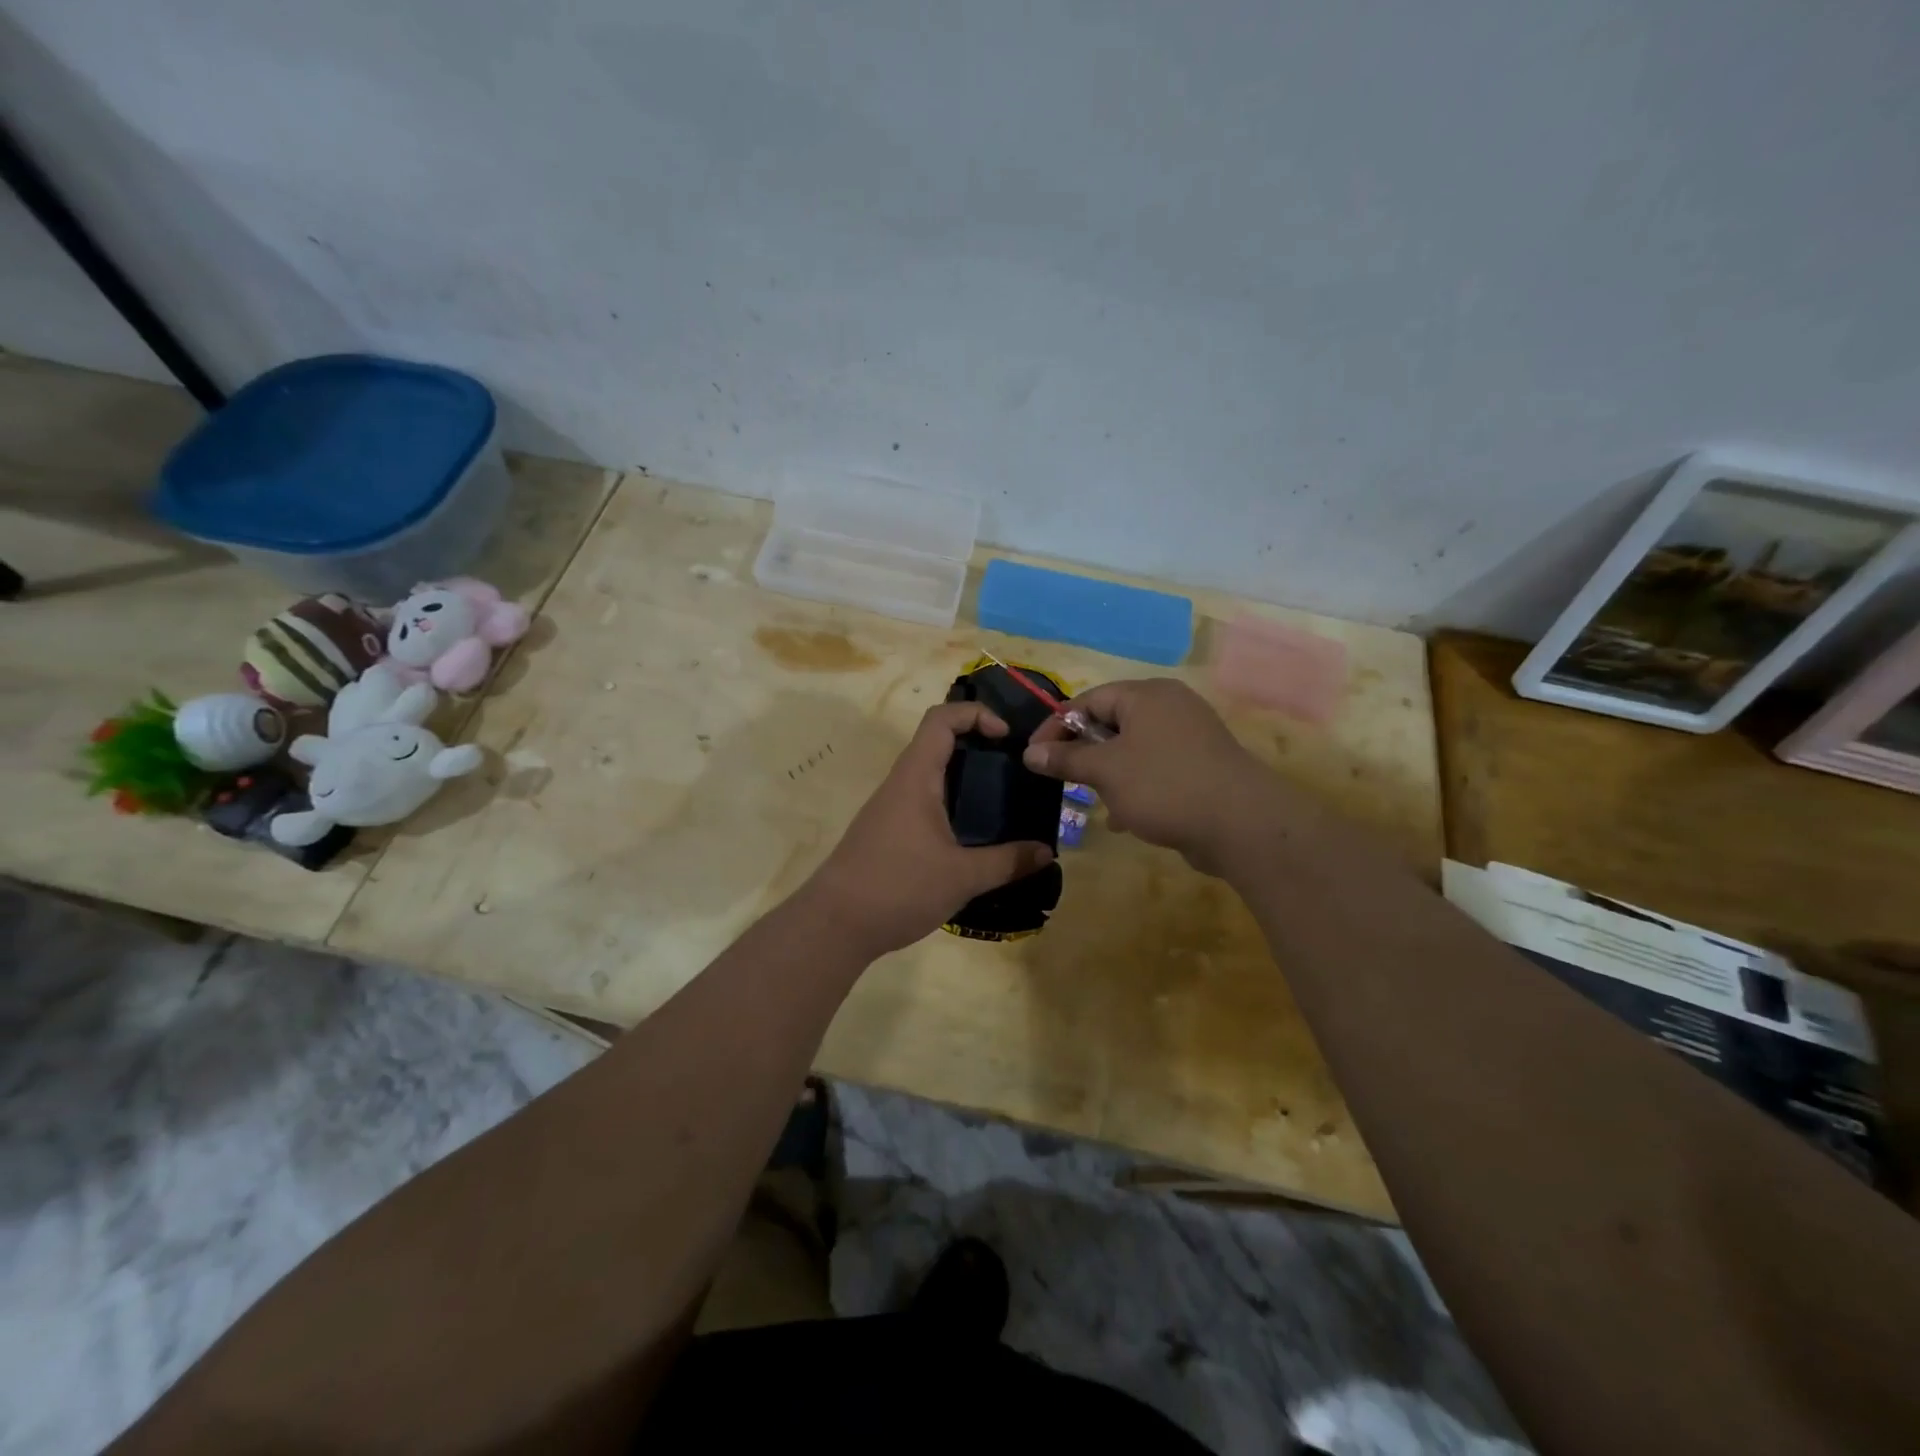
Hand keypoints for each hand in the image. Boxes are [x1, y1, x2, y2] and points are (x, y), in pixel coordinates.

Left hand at [805, 702, 1054, 957]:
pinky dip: (952, 806)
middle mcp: (901, 784)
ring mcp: (891, 809)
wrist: (834, 924)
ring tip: (1003, 803)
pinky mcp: (888, 833)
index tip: (1007, 737)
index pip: (941, 719)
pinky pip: (924, 804)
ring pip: (931, 776)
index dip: (976, 714)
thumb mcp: (962, 877)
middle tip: (1015, 770)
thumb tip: (1048, 852)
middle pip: (939, 744)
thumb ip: (1008, 862)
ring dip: (965, 780)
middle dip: (979, 748)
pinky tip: (974, 837)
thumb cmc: (898, 887)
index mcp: (916, 778)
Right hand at [1023, 678, 1291, 874]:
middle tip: (1063, 779)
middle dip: (1084, 753)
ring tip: (1093, 801)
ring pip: (1132, 750)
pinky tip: (1123, 818)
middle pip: (1111, 723)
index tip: (1034, 756)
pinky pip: (1155, 769)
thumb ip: (1066, 759)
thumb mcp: (1105, 771)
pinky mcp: (1201, 767)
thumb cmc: (1164, 785)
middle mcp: (1169, 708)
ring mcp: (1189, 737)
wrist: (1241, 824)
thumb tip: (1030, 753)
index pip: (1089, 700)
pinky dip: (1134, 787)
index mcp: (1146, 696)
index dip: (1057, 726)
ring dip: (1108, 775)